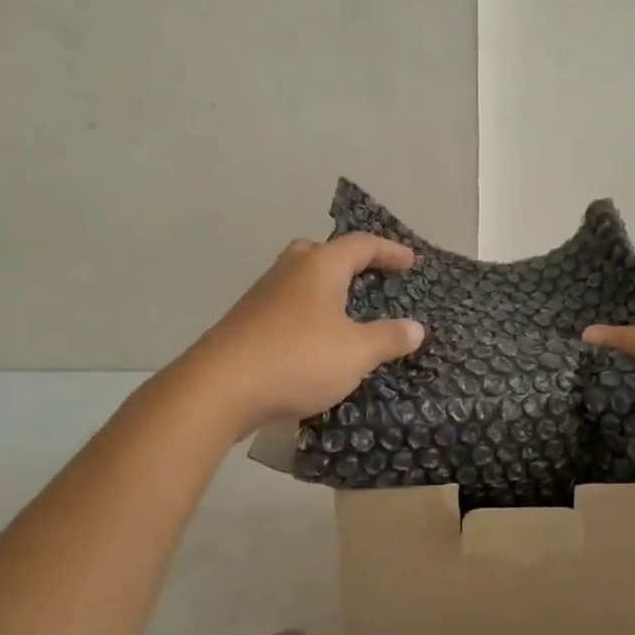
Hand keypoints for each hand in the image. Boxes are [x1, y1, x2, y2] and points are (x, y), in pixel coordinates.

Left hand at [181, 234, 425, 438]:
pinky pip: (285, 306)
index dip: (389, 251)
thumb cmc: (298, 359)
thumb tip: (416, 328)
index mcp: (320, 266)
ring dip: (325, 290)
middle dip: (348, 262)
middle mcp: (289, 271)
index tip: (410, 262)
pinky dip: (306, 314)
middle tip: (369, 278)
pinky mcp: (245, 323)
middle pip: (321, 252)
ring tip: (345, 313)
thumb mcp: (356, 353)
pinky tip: (313, 342)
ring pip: (299, 280)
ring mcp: (262, 296)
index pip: (362, 245)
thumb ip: (388, 338)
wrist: (218, 388)